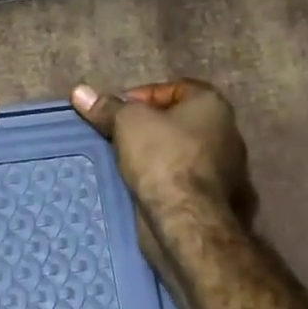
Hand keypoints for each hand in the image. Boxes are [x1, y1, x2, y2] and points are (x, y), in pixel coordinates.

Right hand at [70, 79, 254, 225]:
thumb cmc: (162, 157)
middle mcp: (227, 133)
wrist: (187, 220)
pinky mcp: (218, 200)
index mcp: (213, 106)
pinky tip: (141, 186)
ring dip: (156, 156)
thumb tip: (80, 92)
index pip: (176, 88)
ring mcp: (227, 169)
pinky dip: (166, 181)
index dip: (144, 95)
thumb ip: (107, 107)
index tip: (119, 111)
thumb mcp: (127, 123)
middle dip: (149, 127)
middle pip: (179, 121)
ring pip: (182, 153)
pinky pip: (185, 181)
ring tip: (124, 162)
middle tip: (118, 136)